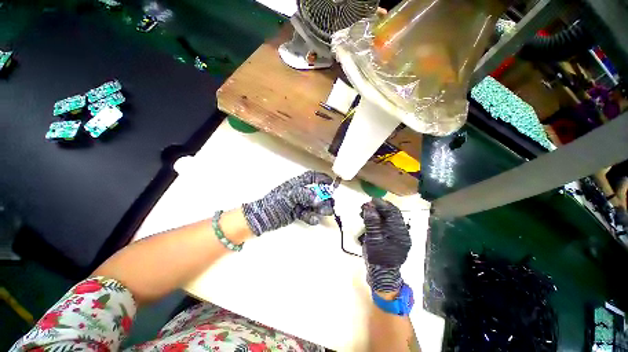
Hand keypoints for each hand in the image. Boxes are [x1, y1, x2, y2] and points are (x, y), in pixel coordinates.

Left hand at [242, 171, 333, 235]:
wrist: (263, 218)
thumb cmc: (275, 203)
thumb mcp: (289, 196)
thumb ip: (305, 195)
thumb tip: (319, 199)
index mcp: (297, 184)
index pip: (311, 177)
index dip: (322, 178)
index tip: (331, 183)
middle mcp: (300, 192)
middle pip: (316, 192)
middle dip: (325, 197)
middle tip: (331, 203)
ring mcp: (299, 203)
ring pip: (314, 204)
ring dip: (321, 208)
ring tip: (326, 212)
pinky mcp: (298, 213)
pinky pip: (309, 214)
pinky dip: (312, 217)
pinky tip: (314, 220)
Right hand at [361, 198, 410, 292]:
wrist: (381, 275)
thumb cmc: (377, 257)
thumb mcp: (373, 239)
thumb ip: (372, 222)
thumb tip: (369, 206)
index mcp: (399, 232)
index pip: (392, 212)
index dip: (381, 204)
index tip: (370, 200)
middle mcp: (401, 232)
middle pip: (391, 214)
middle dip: (378, 207)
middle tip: (366, 205)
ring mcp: (397, 235)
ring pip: (388, 218)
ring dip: (377, 212)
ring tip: (365, 210)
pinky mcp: (392, 237)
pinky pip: (385, 224)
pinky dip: (377, 219)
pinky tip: (369, 218)